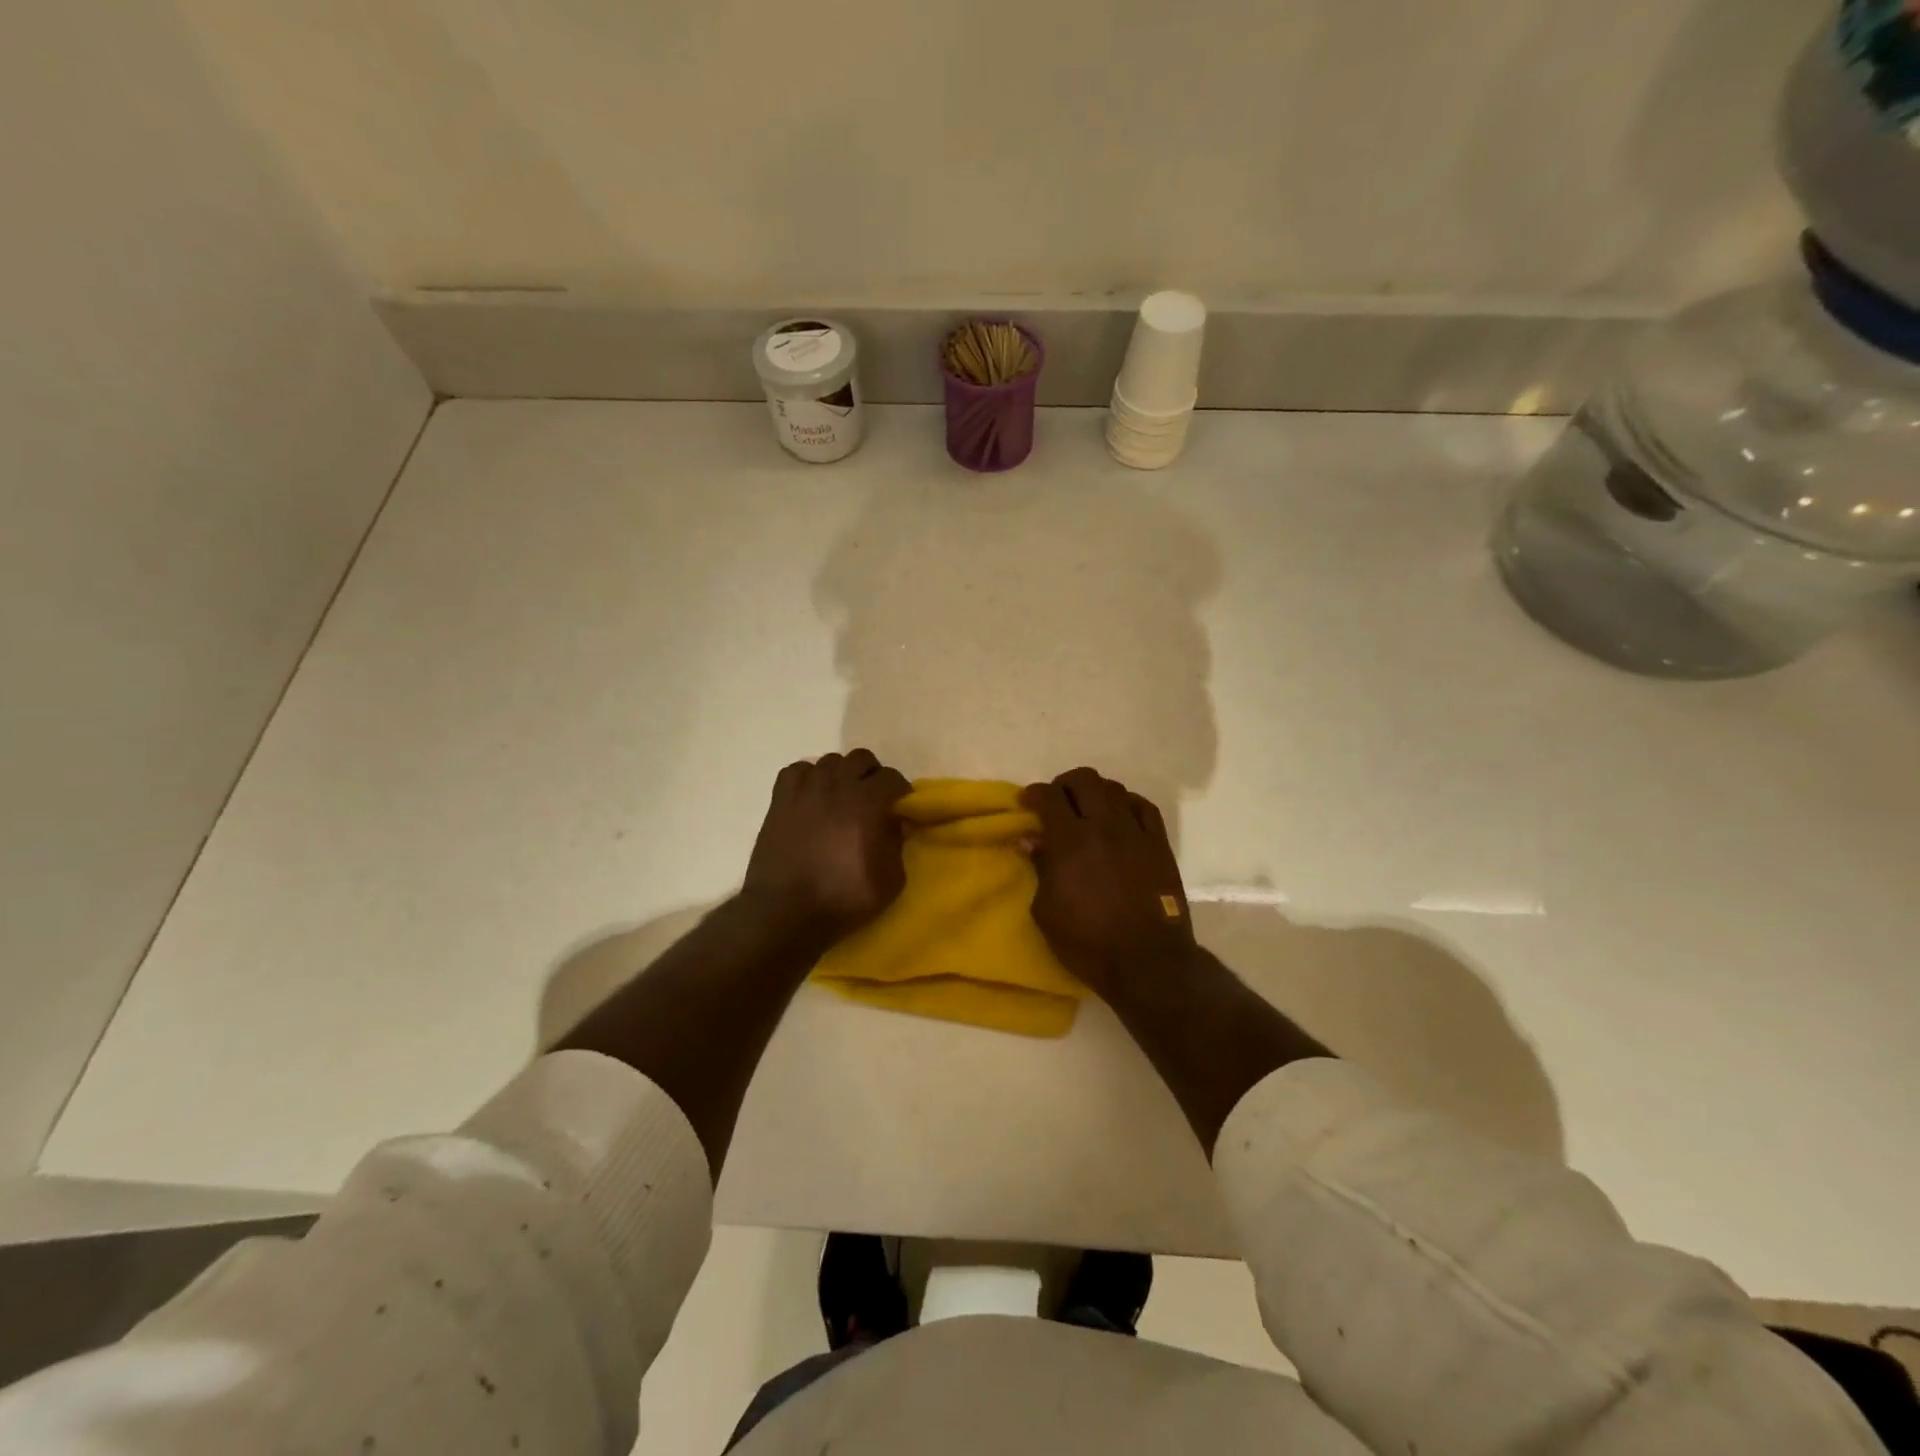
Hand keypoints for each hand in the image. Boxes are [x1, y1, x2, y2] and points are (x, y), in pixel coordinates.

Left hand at [742, 750, 911, 943]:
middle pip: (861, 759)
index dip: (900, 790)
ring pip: (829, 761)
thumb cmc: (842, 899)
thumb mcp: (890, 880)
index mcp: (867, 802)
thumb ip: (897, 845)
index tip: (900, 807)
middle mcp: (837, 785)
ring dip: (841, 775)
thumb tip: (894, 825)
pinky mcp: (780, 800)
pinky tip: (811, 796)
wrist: (785, 912)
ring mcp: (805, 789)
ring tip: (841, 798)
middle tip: (873, 799)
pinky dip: (808, 777)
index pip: (892, 777)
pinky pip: (797, 770)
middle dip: (872, 775)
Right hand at [1023, 768, 1194, 995]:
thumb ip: (1040, 868)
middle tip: (1056, 801)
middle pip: (1084, 780)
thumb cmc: (1087, 942)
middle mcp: (1103, 826)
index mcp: (1070, 841)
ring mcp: (1135, 832)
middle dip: (1064, 784)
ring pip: (1114, 788)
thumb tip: (1031, 840)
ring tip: (1088, 809)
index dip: (1034, 794)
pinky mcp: (1159, 844)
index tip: (1026, 802)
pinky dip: (1127, 803)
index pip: (1049, 797)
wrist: (1147, 961)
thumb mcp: (1046, 911)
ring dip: (1095, 792)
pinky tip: (1120, 816)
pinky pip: (1144, 807)